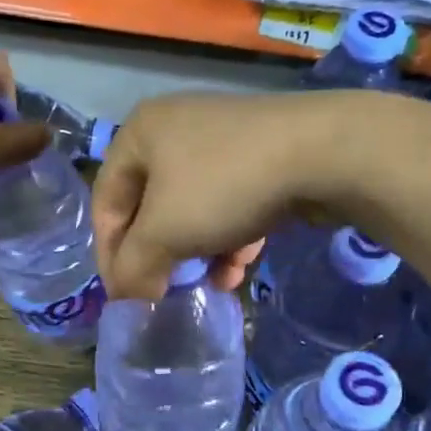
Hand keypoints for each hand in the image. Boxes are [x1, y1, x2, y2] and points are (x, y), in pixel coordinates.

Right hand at [93, 91, 343, 299]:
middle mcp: (175, 130)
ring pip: (192, 210)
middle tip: (161, 293)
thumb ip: (134, 269)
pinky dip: (227, 240)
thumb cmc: (223, 186)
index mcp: (140, 134)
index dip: (109, 254)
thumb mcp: (163, 234)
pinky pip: (229, 205)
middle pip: (150, 209)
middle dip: (157, 257)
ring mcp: (222, 142)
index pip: (106, 203)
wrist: (323, 152)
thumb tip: (129, 299)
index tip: (123, 296)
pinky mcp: (261, 158)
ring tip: (203, 287)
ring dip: (194, 255)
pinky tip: (236, 272)